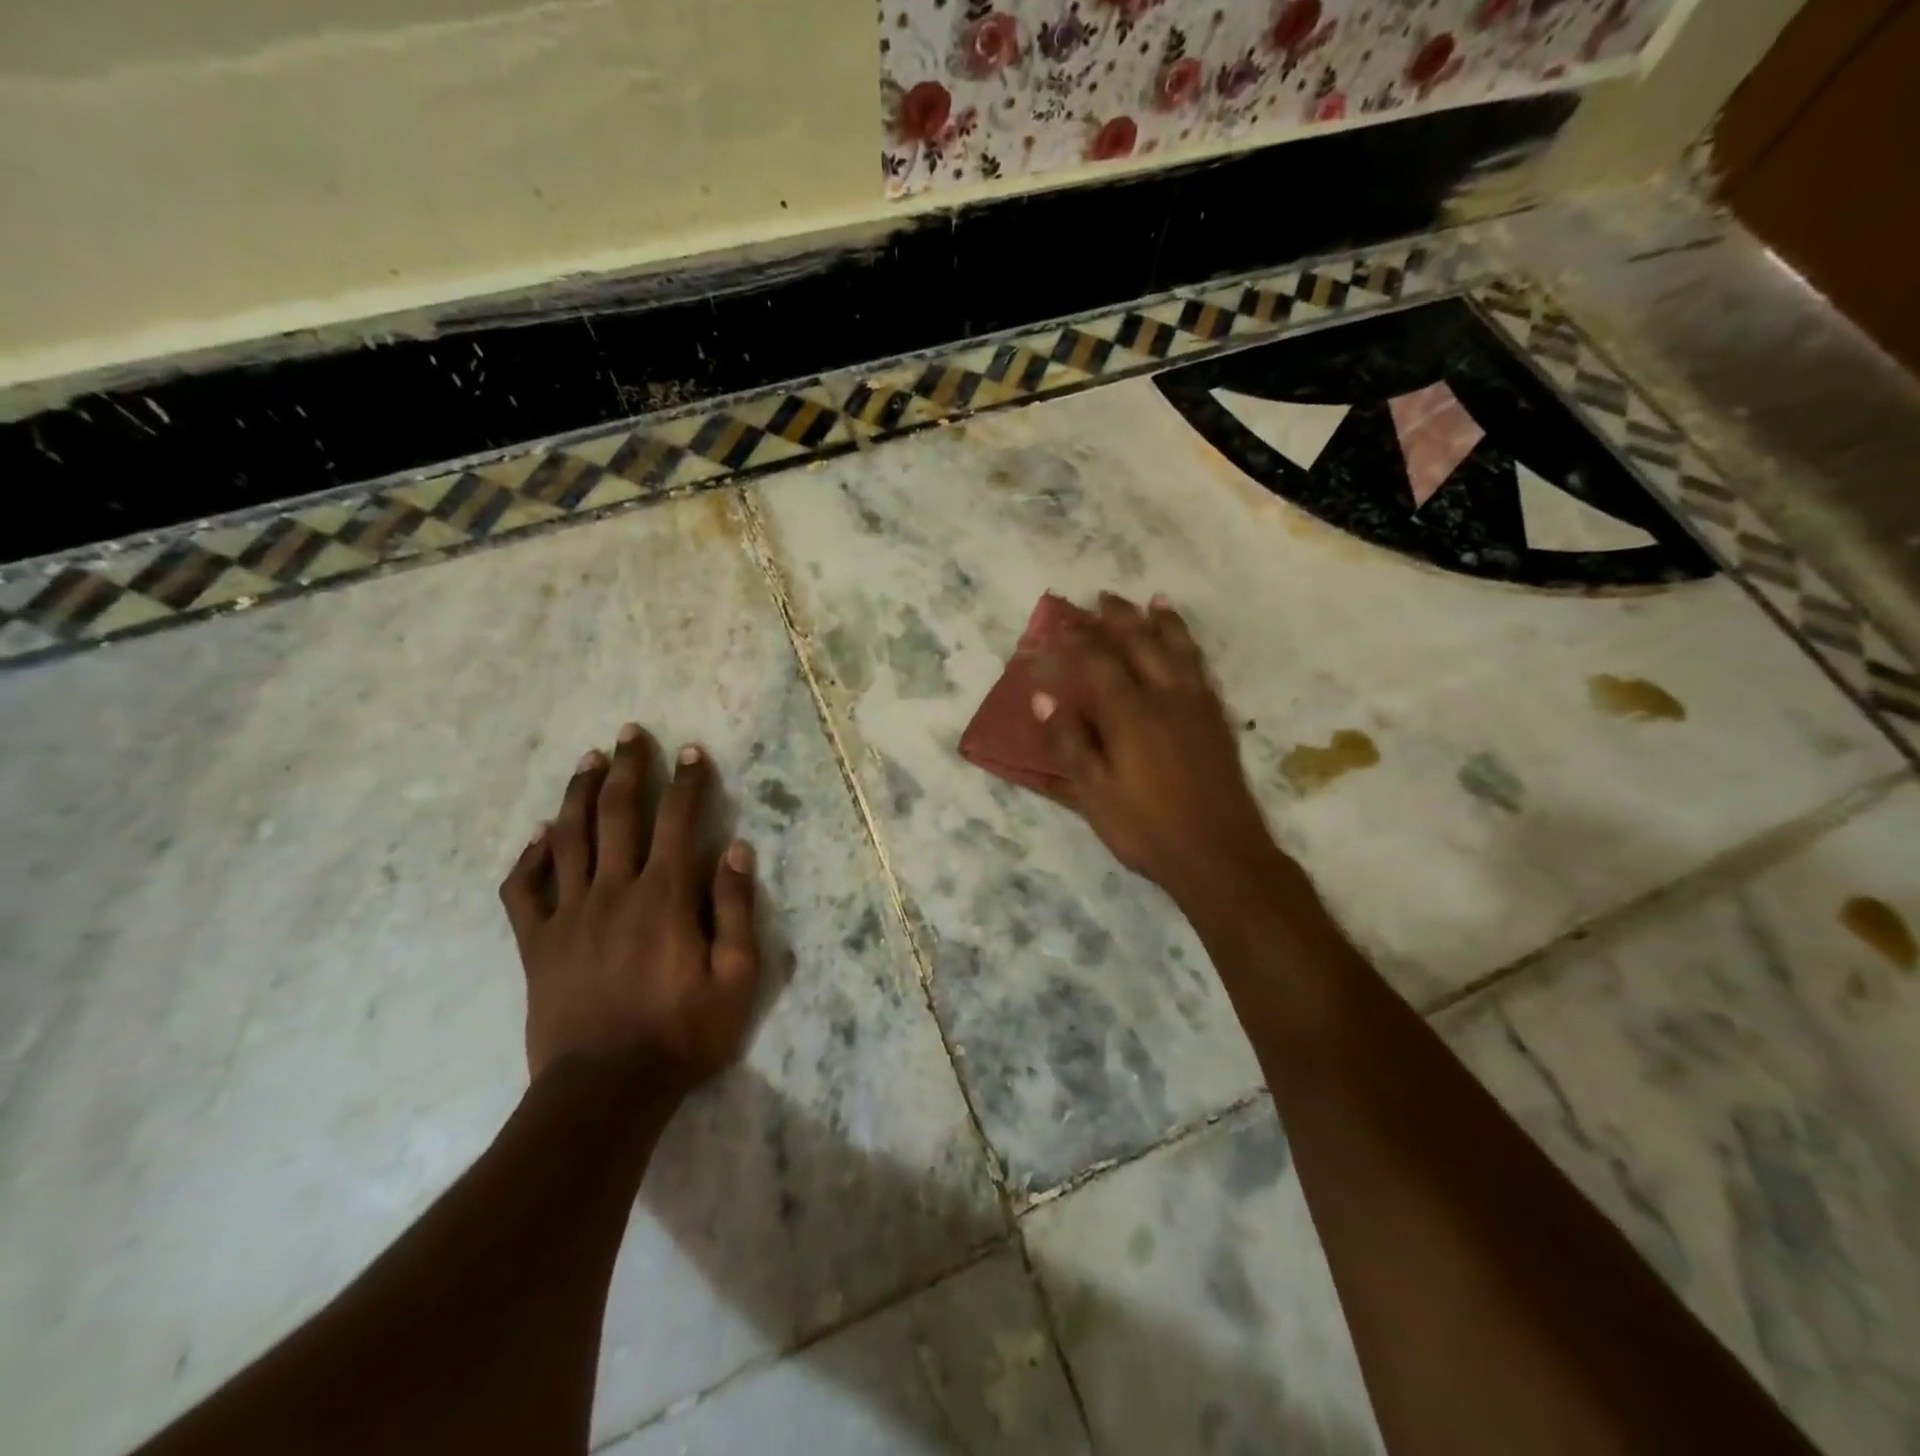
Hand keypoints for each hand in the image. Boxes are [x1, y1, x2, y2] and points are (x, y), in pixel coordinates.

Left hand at [499, 726, 760, 1090]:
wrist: (605, 1092)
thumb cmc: (682, 1034)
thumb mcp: (736, 978)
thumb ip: (735, 909)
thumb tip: (735, 849)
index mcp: (664, 896)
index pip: (678, 821)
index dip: (687, 781)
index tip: (690, 751)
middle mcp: (614, 891)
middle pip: (618, 814)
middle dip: (629, 768)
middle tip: (630, 733)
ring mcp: (568, 915)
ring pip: (569, 838)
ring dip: (580, 793)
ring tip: (589, 760)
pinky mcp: (537, 944)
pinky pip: (524, 890)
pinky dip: (530, 857)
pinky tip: (540, 835)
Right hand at [1034, 593, 1286, 911]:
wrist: (1222, 856)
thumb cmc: (1147, 828)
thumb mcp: (1094, 793)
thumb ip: (1069, 743)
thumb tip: (1043, 699)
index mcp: (1131, 713)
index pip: (1098, 661)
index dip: (1076, 640)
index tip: (1058, 623)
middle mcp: (1166, 697)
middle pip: (1141, 643)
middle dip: (1118, 617)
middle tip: (1101, 598)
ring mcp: (1198, 706)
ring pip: (1179, 649)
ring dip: (1162, 621)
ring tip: (1153, 600)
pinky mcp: (1217, 721)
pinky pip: (1201, 668)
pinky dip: (1189, 647)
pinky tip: (1186, 649)